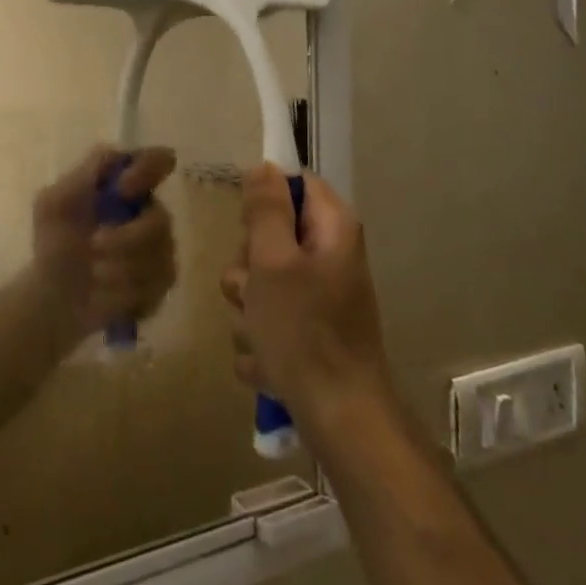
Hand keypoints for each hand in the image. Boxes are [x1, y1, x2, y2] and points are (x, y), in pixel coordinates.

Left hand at [31, 147, 177, 337]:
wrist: (52, 296)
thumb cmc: (54, 243)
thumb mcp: (54, 203)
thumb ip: (83, 175)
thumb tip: (115, 156)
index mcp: (127, 187)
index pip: (157, 161)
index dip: (148, 170)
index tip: (123, 189)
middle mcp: (149, 214)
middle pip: (160, 219)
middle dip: (126, 238)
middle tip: (94, 246)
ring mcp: (160, 250)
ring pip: (159, 255)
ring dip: (120, 267)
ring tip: (93, 275)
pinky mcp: (161, 283)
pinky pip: (156, 284)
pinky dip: (124, 290)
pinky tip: (103, 294)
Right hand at [222, 165, 393, 438]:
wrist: (338, 418)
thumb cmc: (304, 332)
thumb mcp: (273, 262)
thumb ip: (266, 210)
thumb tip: (265, 166)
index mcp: (332, 230)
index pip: (294, 184)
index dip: (263, 199)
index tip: (247, 228)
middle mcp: (329, 257)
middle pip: (269, 235)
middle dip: (248, 266)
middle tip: (254, 289)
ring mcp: (318, 298)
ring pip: (260, 281)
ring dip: (248, 308)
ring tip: (261, 334)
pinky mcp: (307, 332)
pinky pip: (267, 320)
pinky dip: (261, 340)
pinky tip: (268, 362)